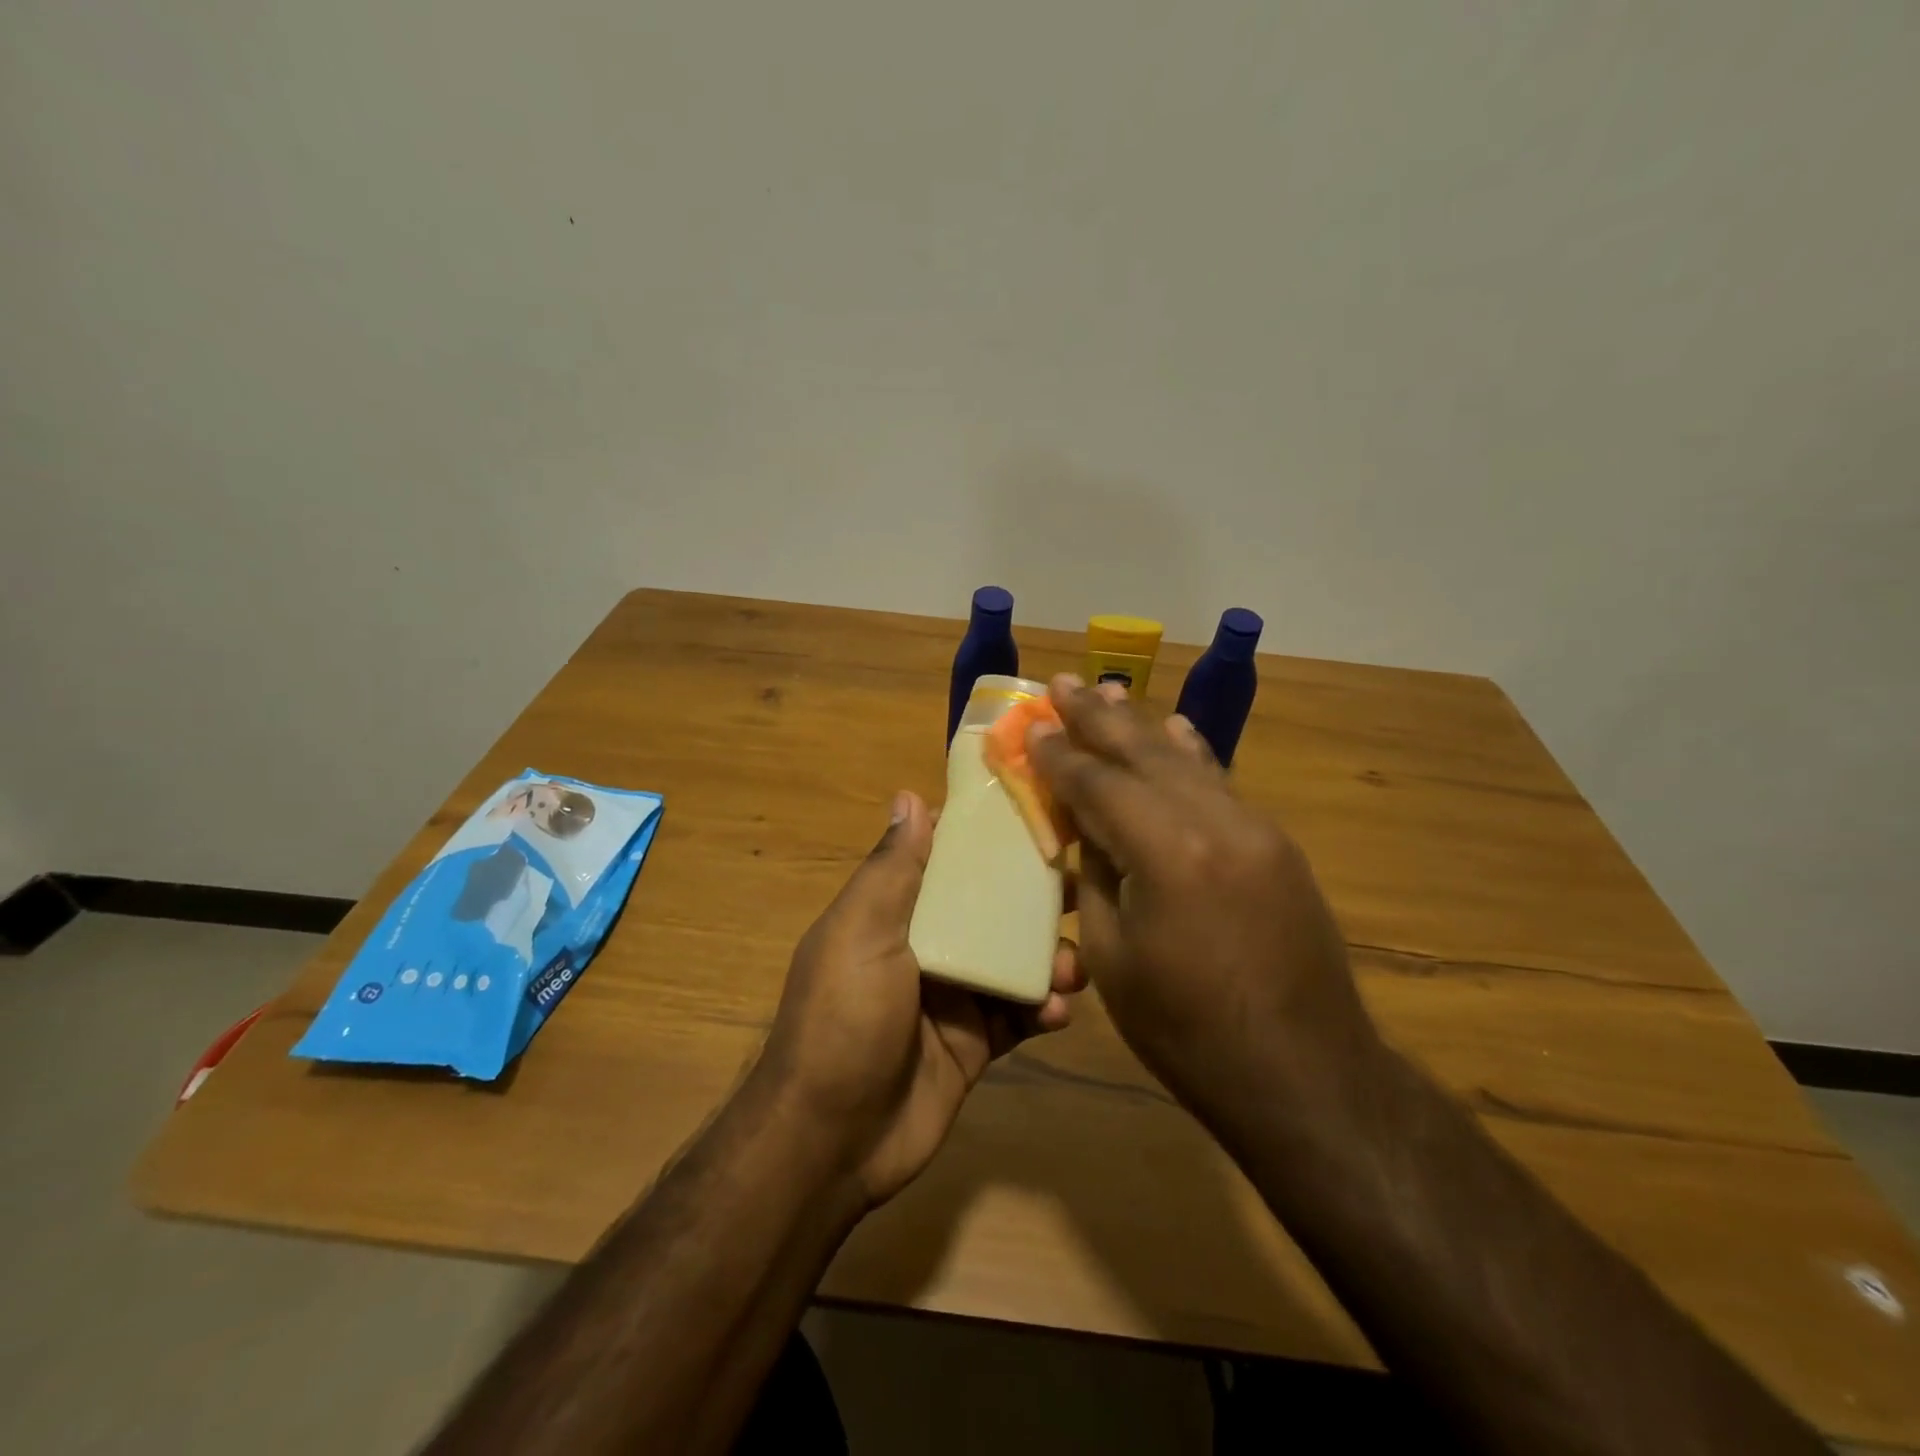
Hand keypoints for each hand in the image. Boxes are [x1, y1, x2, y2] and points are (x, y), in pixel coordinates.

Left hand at [755, 791, 1083, 1205]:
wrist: (832, 1140)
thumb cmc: (843, 1018)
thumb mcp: (861, 933)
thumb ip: (892, 869)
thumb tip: (909, 795)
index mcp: (894, 911)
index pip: (946, 859)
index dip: (987, 837)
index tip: (1038, 814)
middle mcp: (927, 945)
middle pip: (990, 907)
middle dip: (1033, 900)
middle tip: (1078, 892)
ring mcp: (953, 995)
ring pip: (1014, 960)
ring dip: (1048, 957)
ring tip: (1069, 969)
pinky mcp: (975, 1042)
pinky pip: (1019, 1013)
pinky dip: (1043, 1007)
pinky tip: (1057, 1012)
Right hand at [1027, 676, 1380, 1124]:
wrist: (1304, 1074)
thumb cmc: (1188, 1031)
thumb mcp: (1115, 958)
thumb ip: (1099, 876)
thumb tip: (1090, 827)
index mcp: (1166, 852)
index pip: (1098, 784)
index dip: (1059, 755)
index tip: (1031, 725)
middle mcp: (1215, 821)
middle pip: (1143, 753)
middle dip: (1097, 717)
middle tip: (1062, 682)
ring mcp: (1254, 828)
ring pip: (1185, 759)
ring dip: (1142, 726)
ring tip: (1109, 694)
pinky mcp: (1275, 844)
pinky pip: (1221, 783)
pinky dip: (1191, 754)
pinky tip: (1177, 730)